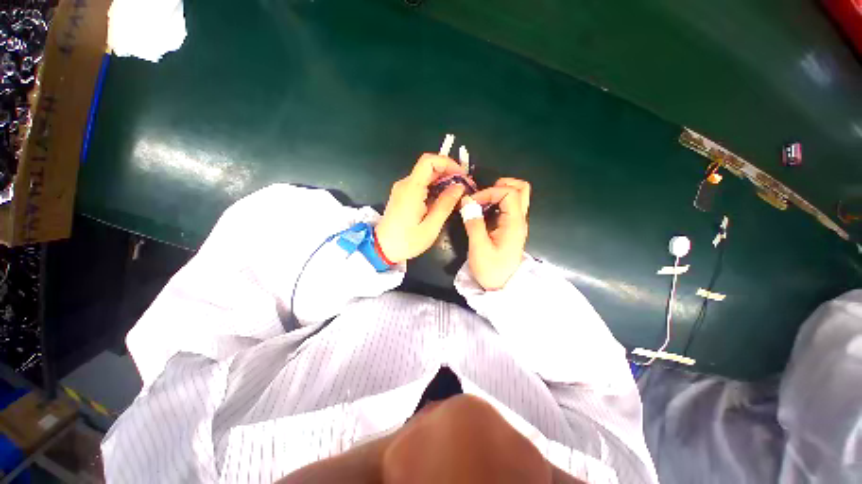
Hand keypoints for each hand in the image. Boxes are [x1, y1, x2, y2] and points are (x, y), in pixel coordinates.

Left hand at [376, 154, 466, 262]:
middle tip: (464, 188)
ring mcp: (403, 189)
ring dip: (443, 182)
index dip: (448, 163)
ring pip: (426, 176)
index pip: (429, 161)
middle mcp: (405, 184)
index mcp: (411, 189)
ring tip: (457, 196)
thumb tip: (459, 187)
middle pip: (429, 167)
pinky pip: (421, 185)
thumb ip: (445, 205)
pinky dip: (435, 188)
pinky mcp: (403, 195)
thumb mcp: (431, 227)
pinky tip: (444, 200)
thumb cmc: (406, 241)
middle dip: (449, 174)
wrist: (382, 249)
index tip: (462, 176)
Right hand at [461, 178, 530, 289]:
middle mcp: (519, 220)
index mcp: (514, 224)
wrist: (501, 287)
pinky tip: (483, 210)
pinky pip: (508, 206)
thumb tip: (467, 201)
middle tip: (482, 195)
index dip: (489, 192)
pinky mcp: (510, 228)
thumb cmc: (491, 270)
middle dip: (500, 186)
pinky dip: (496, 202)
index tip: (472, 202)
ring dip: (498, 193)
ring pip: (516, 196)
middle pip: (521, 189)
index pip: (509, 193)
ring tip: (481, 202)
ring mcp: (516, 224)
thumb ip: (473, 223)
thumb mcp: (479, 248)